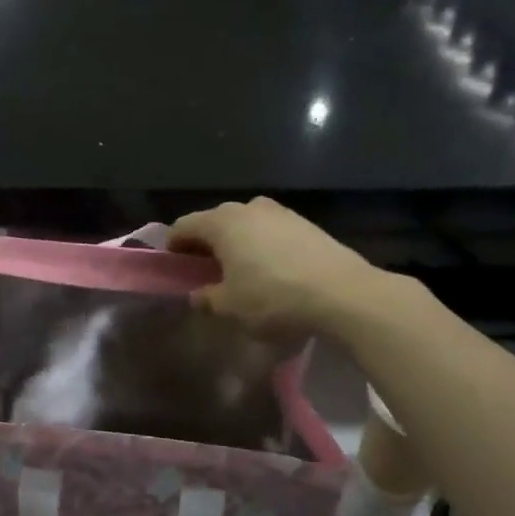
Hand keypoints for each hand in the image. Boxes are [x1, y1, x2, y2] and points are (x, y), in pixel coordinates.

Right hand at [169, 197, 377, 336]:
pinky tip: (269, 271)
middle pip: (215, 221)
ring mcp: (281, 212)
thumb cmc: (273, 298)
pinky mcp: (305, 224)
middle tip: (203, 271)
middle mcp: (249, 208)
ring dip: (235, 244)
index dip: (173, 246)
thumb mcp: (230, 307)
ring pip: (245, 225)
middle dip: (205, 244)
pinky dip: (260, 246)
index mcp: (222, 223)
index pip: (184, 226)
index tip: (173, 267)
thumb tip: (198, 295)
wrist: (341, 293)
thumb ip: (208, 299)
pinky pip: (270, 232)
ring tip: (237, 271)